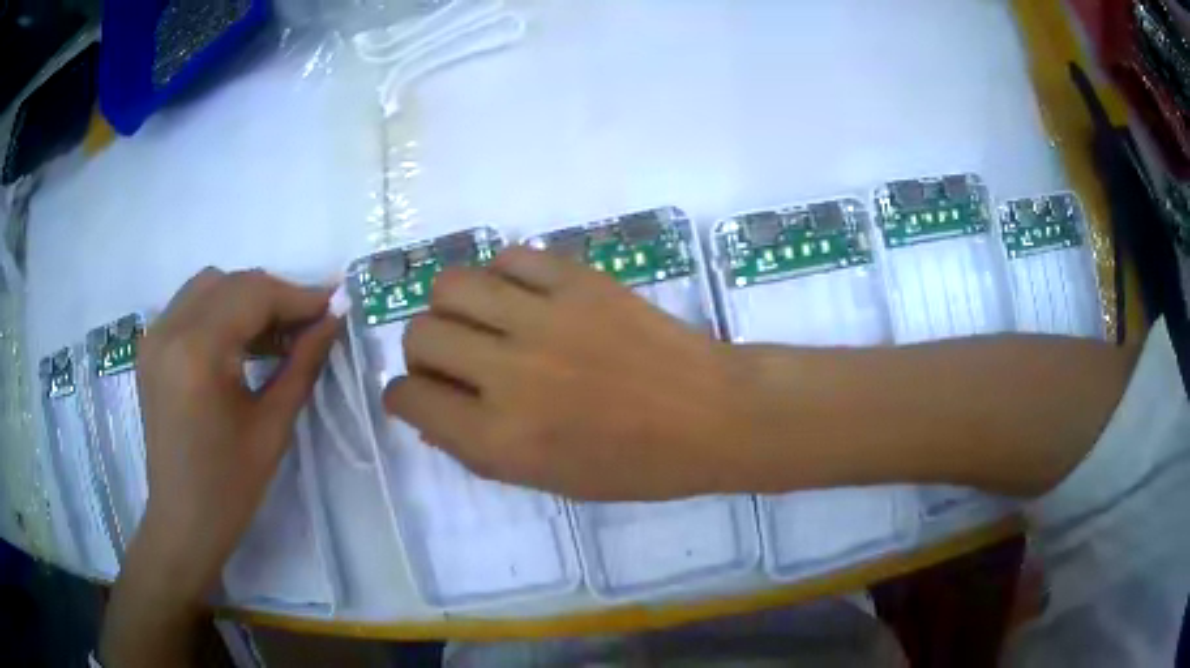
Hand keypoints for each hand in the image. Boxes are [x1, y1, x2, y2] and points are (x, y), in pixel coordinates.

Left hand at [133, 268, 339, 598]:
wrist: (182, 521)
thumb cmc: (230, 488)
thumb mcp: (273, 428)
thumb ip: (303, 364)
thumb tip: (333, 320)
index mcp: (197, 353)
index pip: (253, 295)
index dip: (298, 296)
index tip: (334, 305)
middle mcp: (169, 330)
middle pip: (232, 283)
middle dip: (275, 296)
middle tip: (309, 324)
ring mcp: (154, 336)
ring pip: (210, 286)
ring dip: (247, 300)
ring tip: (276, 335)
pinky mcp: (151, 346)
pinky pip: (191, 305)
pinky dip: (222, 310)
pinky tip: (242, 342)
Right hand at [383, 247, 743, 500]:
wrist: (710, 415)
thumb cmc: (634, 466)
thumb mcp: (544, 480)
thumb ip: (475, 447)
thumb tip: (428, 410)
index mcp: (501, 438)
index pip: (408, 398)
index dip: (402, 397)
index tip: (417, 394)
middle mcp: (509, 373)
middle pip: (419, 333)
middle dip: (422, 351)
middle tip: (452, 360)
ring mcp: (544, 317)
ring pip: (451, 284)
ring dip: (452, 306)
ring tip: (481, 321)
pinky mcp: (577, 279)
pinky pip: (509, 256)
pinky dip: (502, 275)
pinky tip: (522, 296)